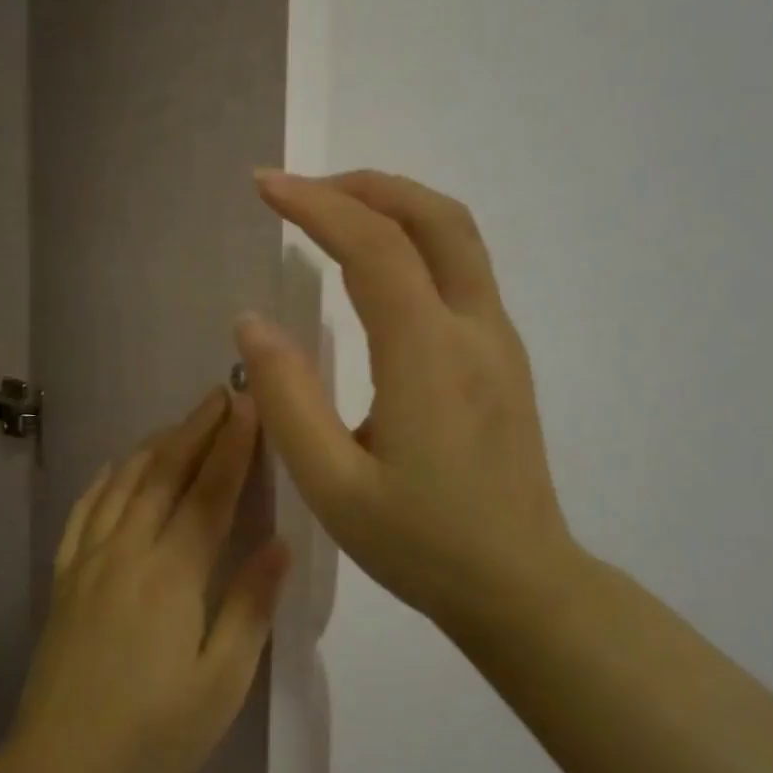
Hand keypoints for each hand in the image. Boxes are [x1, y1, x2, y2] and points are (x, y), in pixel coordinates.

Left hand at [5, 388, 288, 772]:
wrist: (59, 771)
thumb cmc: (153, 736)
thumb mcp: (220, 685)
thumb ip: (249, 608)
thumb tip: (280, 543)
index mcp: (172, 575)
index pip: (209, 493)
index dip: (232, 446)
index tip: (249, 406)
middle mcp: (127, 552)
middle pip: (165, 475)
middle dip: (197, 429)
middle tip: (221, 393)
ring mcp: (88, 562)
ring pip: (124, 485)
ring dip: (155, 446)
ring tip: (180, 422)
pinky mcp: (63, 579)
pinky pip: (82, 514)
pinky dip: (102, 482)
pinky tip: (113, 468)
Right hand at [235, 169, 579, 626]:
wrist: (521, 585)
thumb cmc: (421, 543)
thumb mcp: (332, 486)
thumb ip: (288, 398)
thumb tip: (251, 321)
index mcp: (428, 356)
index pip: (374, 247)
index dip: (316, 205)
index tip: (264, 187)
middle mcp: (474, 330)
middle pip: (433, 217)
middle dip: (364, 186)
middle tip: (302, 190)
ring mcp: (498, 339)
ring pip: (457, 235)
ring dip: (394, 204)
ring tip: (332, 212)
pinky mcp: (503, 356)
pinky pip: (462, 267)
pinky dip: (414, 237)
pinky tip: (376, 264)